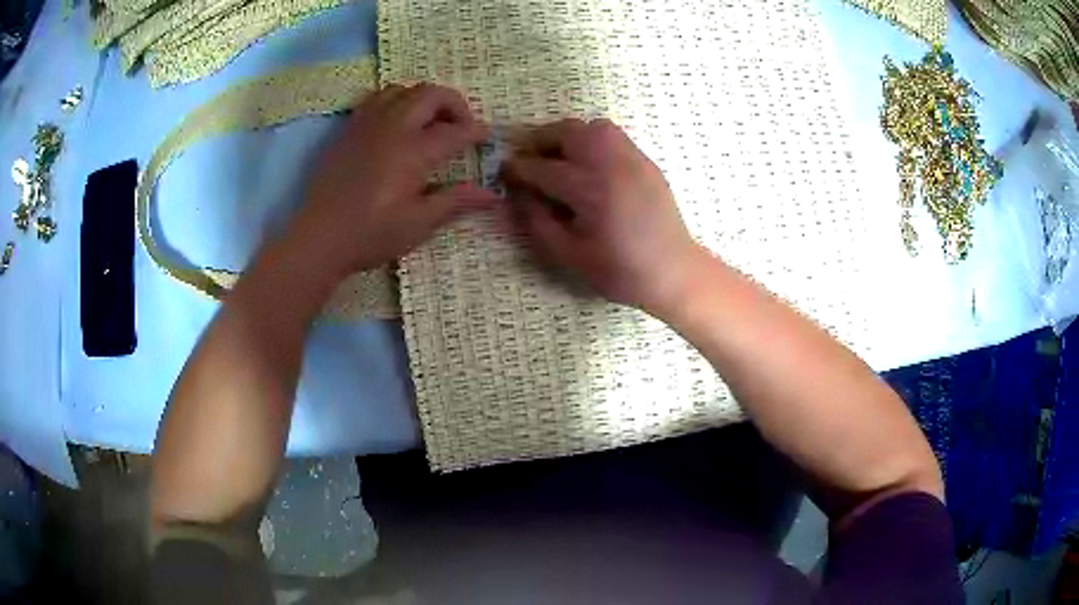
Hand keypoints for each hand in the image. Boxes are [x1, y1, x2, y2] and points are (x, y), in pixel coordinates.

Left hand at [288, 83, 496, 279]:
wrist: (319, 238)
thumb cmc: (370, 235)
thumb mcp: (418, 224)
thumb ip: (456, 201)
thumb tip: (492, 193)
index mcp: (413, 152)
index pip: (456, 130)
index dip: (476, 133)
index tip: (485, 141)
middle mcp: (392, 127)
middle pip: (431, 94)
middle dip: (454, 104)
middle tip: (459, 127)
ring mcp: (367, 124)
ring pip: (403, 89)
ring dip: (423, 99)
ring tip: (428, 123)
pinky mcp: (349, 129)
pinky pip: (376, 99)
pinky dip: (395, 101)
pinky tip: (396, 125)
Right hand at [505, 118, 706, 315]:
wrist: (673, 270)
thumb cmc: (620, 270)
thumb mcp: (569, 255)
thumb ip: (537, 221)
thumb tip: (516, 195)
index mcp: (588, 190)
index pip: (540, 168)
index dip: (516, 169)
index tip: (504, 172)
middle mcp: (609, 164)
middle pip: (565, 133)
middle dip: (539, 141)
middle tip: (528, 159)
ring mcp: (630, 158)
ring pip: (591, 127)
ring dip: (566, 136)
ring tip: (557, 156)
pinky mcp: (644, 161)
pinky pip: (612, 135)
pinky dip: (591, 139)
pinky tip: (588, 162)